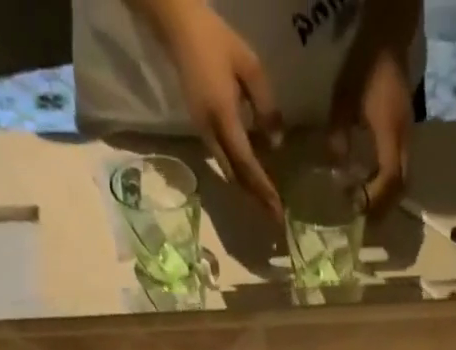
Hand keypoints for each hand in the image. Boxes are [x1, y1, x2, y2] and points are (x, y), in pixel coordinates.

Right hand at [157, 3, 283, 214]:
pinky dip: (238, 174)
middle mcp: (211, 132)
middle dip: (255, 198)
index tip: (277, 210)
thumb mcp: (250, 66)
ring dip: (247, 189)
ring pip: (228, 172)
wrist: (178, 27)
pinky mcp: (201, 129)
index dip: (263, 188)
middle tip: (274, 216)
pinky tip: (251, 176)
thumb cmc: (216, 40)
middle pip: (235, 177)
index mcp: (223, 117)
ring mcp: (203, 133)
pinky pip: (222, 160)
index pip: (246, 163)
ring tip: (265, 201)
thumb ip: (265, 105)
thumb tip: (276, 144)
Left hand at [330, 41, 412, 215]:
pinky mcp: (406, 132)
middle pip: (402, 186)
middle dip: (384, 206)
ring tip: (367, 205)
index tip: (357, 208)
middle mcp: (405, 138)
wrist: (387, 36)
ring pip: (405, 178)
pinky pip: (402, 167)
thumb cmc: (364, 66)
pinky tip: (372, 184)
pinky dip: (389, 182)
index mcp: (390, 133)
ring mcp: (408, 135)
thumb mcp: (343, 101)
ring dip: (387, 196)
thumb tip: (336, 170)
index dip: (375, 199)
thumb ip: (339, 137)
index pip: (390, 179)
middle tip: (364, 218)